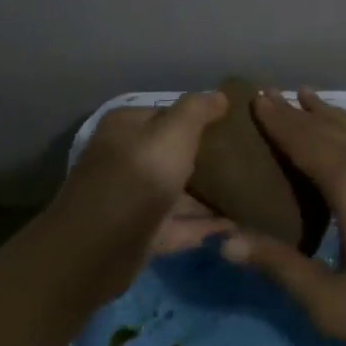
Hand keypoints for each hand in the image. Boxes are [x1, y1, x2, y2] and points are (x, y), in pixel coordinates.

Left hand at [51, 92, 230, 304]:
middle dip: (206, 158)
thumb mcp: (173, 133)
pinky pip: (177, 224)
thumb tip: (219, 96)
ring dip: (207, 195)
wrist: (98, 249)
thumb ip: (197, 111)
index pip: (168, 114)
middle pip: (172, 154)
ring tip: (248, 194)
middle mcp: (125, 158)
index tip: (235, 127)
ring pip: (176, 191)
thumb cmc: (138, 177)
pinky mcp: (139, 234)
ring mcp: (131, 198)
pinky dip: (202, 225)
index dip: (201, 119)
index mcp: (127, 127)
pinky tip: (234, 225)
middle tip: (248, 161)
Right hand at [220, 89, 345, 345]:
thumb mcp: (332, 302)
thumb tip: (226, 241)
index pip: (302, 140)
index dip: (276, 120)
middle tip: (267, 92)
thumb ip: (280, 268)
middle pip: (326, 127)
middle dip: (295, 110)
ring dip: (328, 111)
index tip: (253, 96)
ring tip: (306, 94)